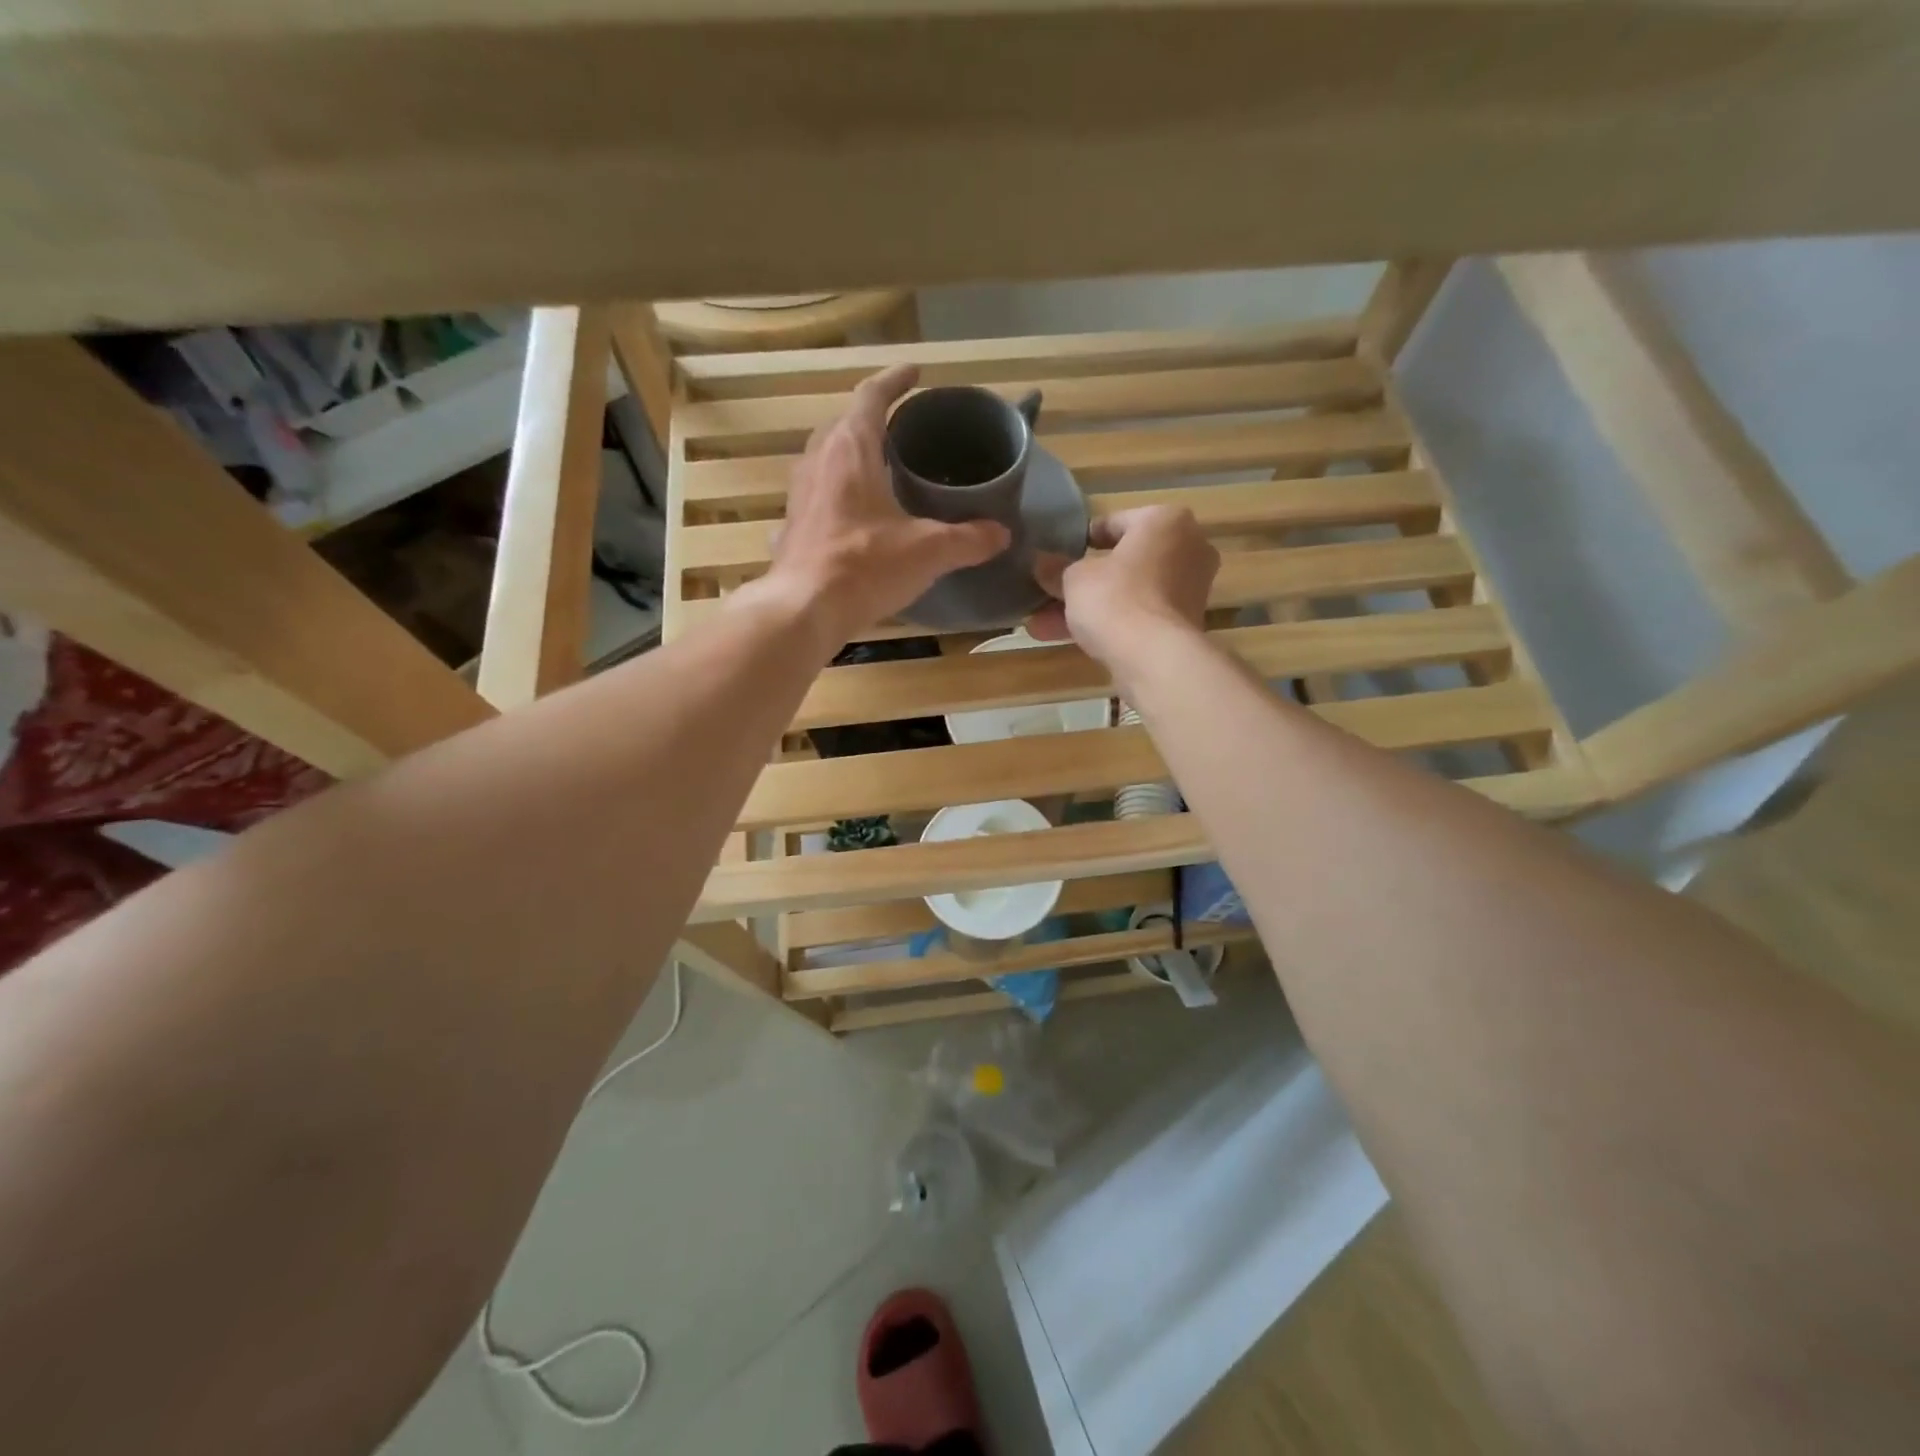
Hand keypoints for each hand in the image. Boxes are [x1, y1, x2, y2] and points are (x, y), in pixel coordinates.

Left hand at [761, 364, 1008, 641]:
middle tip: (901, 427)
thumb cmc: (865, 566)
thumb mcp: (928, 551)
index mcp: (851, 450)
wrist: (804, 609)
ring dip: (849, 455)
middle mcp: (818, 461)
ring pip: (824, 458)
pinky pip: (816, 496)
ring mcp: (799, 495)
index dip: (895, 380)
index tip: (915, 373)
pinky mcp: (791, 527)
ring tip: (877, 468)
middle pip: (844, 424)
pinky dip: (835, 494)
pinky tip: (849, 516)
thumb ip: (968, 539)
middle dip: (871, 418)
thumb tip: (1001, 534)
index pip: (871, 396)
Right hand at [1028, 505, 1218, 671]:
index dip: (1080, 540)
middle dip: (1082, 581)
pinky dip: (1108, 623)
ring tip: (1042, 624)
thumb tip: (1041, 563)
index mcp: (1165, 521)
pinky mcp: (1183, 624)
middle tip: (1048, 591)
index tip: (1057, 555)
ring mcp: (1188, 589)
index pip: (1115, 522)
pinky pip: (1138, 615)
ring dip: (1087, 607)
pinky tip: (1066, 638)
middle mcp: (1187, 548)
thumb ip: (1057, 569)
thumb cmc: (1116, 598)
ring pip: (1127, 592)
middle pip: (1123, 562)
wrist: (1154, 658)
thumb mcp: (1074, 578)